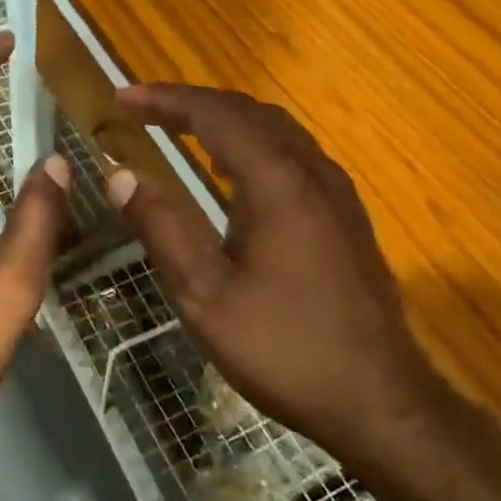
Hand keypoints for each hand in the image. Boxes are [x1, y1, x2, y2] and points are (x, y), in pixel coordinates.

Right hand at [107, 85, 477, 496]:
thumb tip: (121, 175)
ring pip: (276, 131)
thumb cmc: (284, 348)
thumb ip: (162, 228)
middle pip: (248, 112)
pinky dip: (252, 145)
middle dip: (192, 103)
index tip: (121, 99)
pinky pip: (293, 155)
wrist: (380, 401)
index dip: (165, 99)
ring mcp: (337, 193)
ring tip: (180, 130)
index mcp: (277, 182)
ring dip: (224, 121)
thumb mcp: (206, 295)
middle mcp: (312, 172)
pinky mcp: (347, 217)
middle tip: (144, 111)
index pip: (214, 113)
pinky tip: (233, 175)